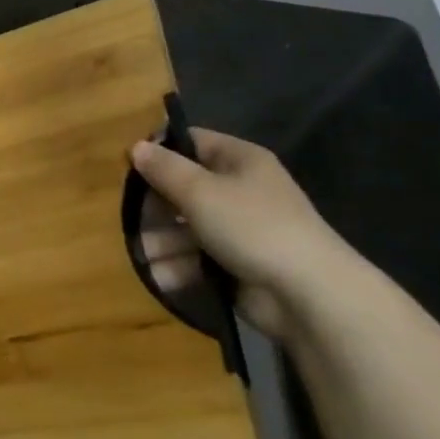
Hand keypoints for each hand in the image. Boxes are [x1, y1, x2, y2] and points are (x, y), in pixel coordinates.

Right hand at [129, 128, 366, 342]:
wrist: (309, 295)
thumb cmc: (253, 227)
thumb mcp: (201, 191)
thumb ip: (164, 169)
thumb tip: (135, 147)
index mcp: (239, 161)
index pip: (192, 143)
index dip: (160, 152)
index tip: (130, 168)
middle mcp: (240, 190)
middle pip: (185, 188)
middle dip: (156, 206)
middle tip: (132, 220)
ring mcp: (240, 230)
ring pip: (188, 227)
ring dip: (162, 240)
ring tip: (144, 256)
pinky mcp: (238, 266)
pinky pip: (199, 259)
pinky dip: (179, 266)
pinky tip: (160, 277)